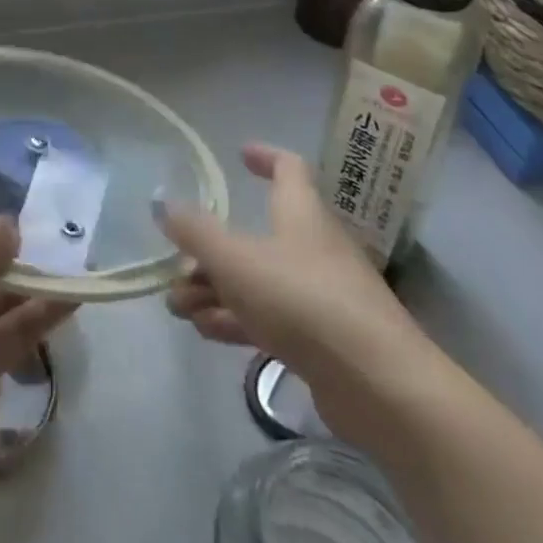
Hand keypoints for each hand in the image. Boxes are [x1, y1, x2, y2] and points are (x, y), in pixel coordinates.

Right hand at [155, 143, 429, 438]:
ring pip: (259, 281)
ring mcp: (322, 296)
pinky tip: (206, 333)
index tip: (239, 155)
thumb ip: (196, 232)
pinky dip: (237, 320)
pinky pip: (272, 319)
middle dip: (213, 248)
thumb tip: (162, 202)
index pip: (289, 168)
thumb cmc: (303, 300)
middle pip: (259, 234)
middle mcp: (313, 246)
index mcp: (301, 212)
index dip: (265, 157)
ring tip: (178, 307)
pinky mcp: (324, 342)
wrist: (380, 388)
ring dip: (216, 289)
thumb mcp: (235, 259)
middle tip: (178, 263)